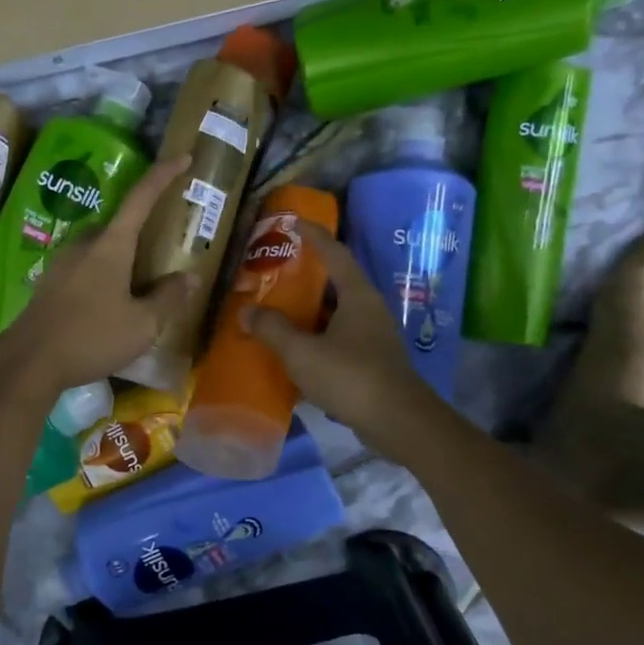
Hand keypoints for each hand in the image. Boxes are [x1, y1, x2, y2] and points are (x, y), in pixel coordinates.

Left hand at [0, 155, 195, 400]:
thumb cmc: (91, 338)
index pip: (141, 198)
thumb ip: (168, 298)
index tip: (183, 157)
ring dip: (120, 256)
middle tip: (161, 246)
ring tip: (137, 281)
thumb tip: (189, 276)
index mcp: (110, 245)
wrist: (29, 361)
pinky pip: (83, 266)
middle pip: (118, 225)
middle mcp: (83, 244)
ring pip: (99, 247)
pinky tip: (107, 302)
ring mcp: (61, 262)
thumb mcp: (142, 325)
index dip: (163, 175)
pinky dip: (102, 273)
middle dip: (141, 229)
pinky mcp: (49, 283)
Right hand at [247, 220, 444, 456]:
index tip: (294, 222)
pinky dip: (317, 337)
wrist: (397, 422)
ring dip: (310, 310)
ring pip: (337, 313)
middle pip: (336, 282)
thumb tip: (246, 311)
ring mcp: (373, 336)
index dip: (314, 235)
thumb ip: (272, 329)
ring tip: (279, 310)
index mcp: (357, 295)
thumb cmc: (350, 377)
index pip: (335, 253)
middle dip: (308, 275)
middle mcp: (369, 309)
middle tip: (277, 272)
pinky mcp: (372, 361)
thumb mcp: (302, 352)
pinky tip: (296, 350)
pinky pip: (339, 338)